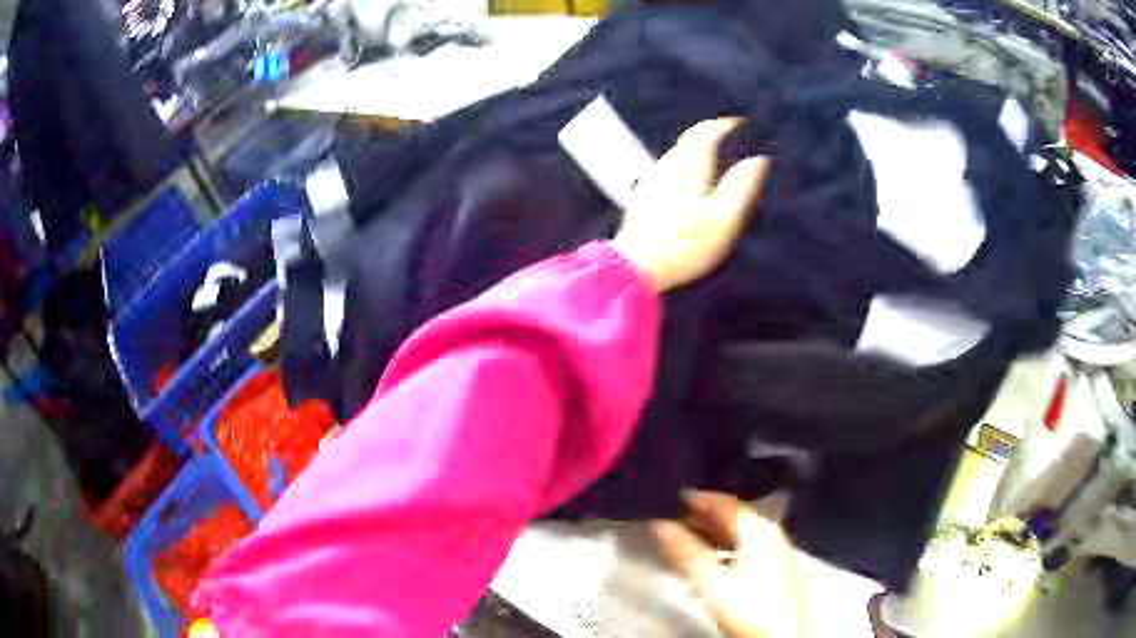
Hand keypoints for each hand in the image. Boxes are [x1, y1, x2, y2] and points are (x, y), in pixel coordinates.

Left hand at [611, 118, 768, 292]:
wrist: (637, 266)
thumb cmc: (686, 244)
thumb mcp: (725, 219)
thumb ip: (743, 186)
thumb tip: (759, 160)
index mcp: (689, 165)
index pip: (706, 131)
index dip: (725, 124)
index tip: (741, 123)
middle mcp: (667, 165)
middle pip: (689, 139)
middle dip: (711, 132)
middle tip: (730, 136)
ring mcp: (652, 179)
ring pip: (677, 153)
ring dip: (696, 147)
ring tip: (716, 155)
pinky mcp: (643, 195)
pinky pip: (669, 168)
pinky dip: (685, 164)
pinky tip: (690, 180)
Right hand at [653, 491, 805, 637]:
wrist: (780, 636)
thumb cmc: (748, 606)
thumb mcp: (712, 581)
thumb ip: (686, 551)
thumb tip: (660, 525)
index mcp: (759, 529)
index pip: (726, 502)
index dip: (698, 498)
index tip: (671, 497)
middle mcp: (771, 534)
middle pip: (733, 517)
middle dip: (702, 518)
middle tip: (671, 520)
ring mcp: (775, 552)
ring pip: (738, 534)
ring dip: (711, 535)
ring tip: (683, 541)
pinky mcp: (774, 570)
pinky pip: (744, 549)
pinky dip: (723, 549)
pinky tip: (708, 563)